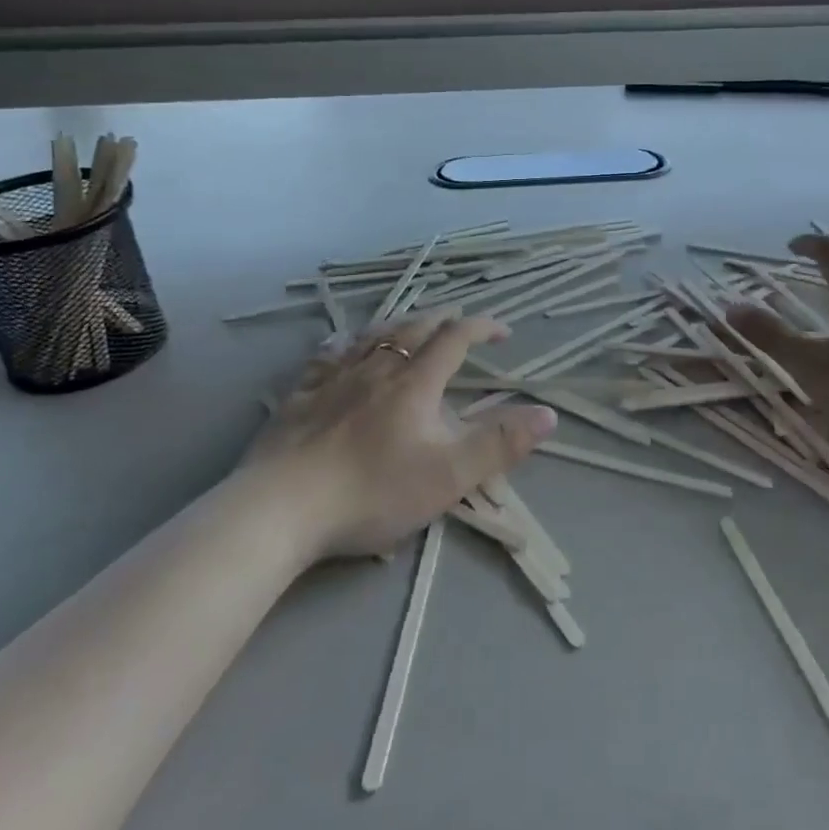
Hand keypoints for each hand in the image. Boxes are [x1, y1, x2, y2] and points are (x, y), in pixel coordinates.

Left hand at [238, 311, 556, 558]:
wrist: (280, 509)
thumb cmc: (372, 491)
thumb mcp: (449, 475)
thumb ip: (500, 444)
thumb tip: (548, 414)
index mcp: (415, 383)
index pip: (455, 339)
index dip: (482, 327)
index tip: (502, 331)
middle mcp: (375, 369)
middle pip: (413, 329)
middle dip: (442, 319)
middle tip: (458, 319)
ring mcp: (332, 380)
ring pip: (371, 337)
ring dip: (398, 324)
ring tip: (409, 324)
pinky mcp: (298, 398)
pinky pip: (325, 358)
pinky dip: (343, 345)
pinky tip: (340, 347)